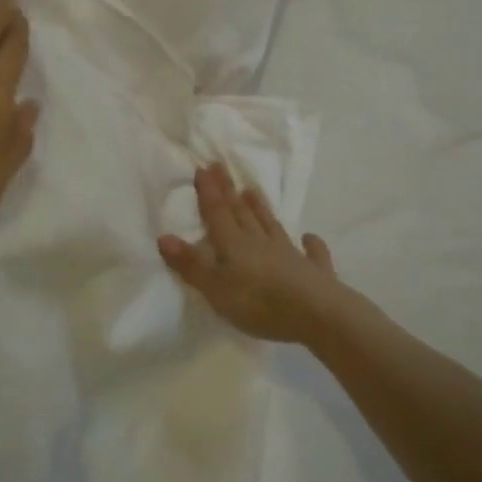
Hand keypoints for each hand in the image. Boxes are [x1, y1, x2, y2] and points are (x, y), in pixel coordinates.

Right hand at [159, 164, 350, 343]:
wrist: (317, 315)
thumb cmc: (259, 302)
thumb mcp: (216, 288)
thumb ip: (191, 264)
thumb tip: (164, 236)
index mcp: (235, 244)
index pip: (218, 213)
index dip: (209, 191)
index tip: (204, 166)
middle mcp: (261, 242)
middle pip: (242, 213)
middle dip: (229, 192)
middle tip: (221, 168)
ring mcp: (290, 255)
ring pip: (272, 226)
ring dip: (261, 209)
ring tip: (252, 191)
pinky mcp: (314, 272)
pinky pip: (312, 254)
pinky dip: (310, 244)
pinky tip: (310, 238)